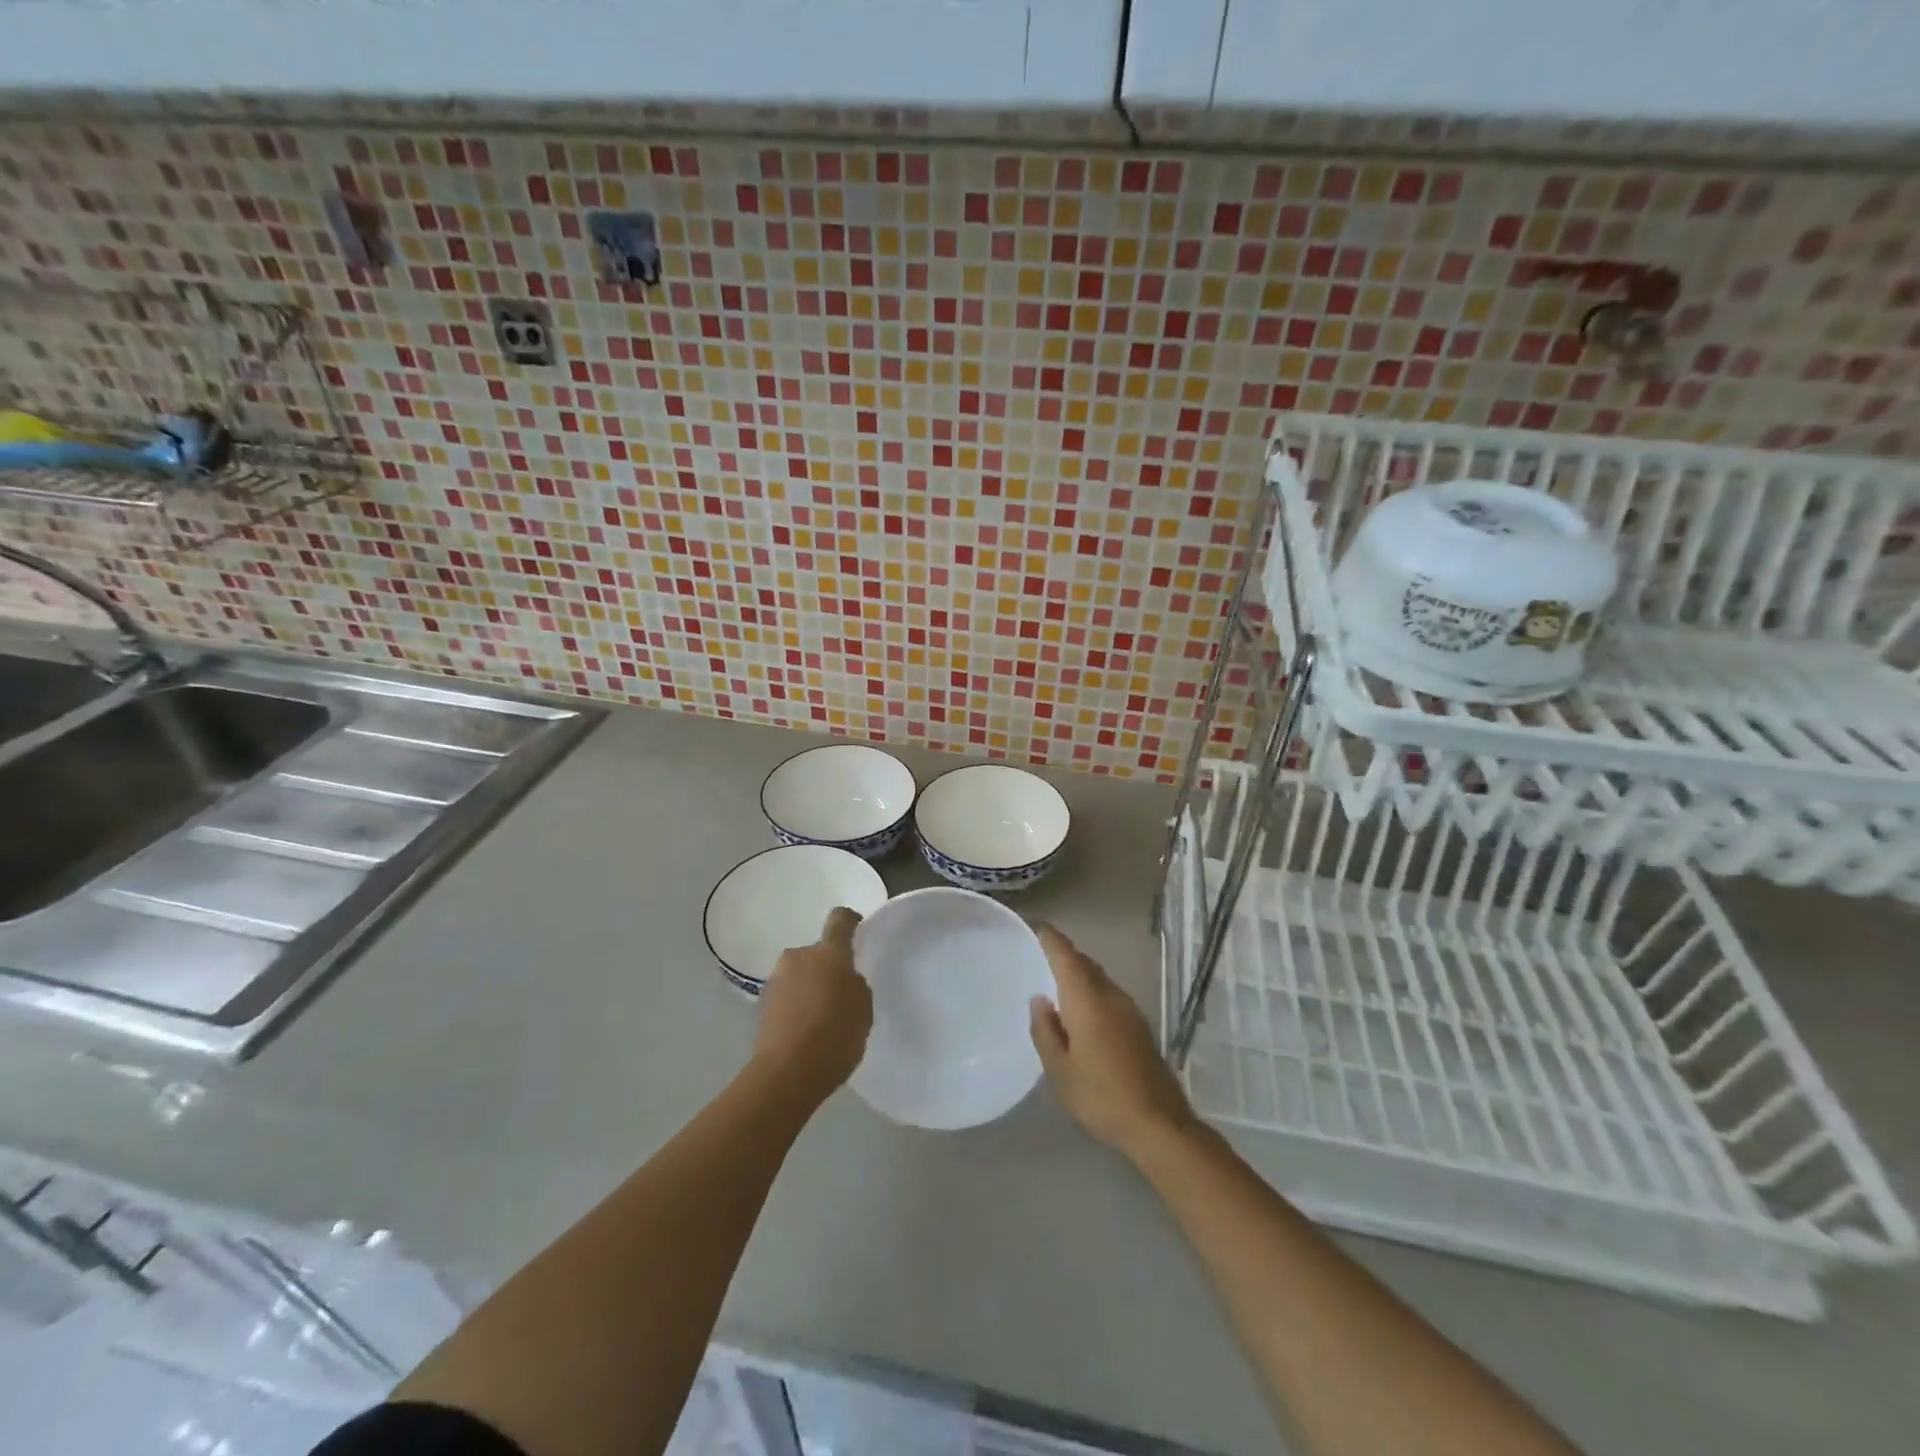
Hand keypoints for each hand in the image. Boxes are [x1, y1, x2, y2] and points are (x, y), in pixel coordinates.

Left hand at [753, 906, 873, 1105]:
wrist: (785, 1075)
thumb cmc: (835, 1036)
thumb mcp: (863, 1010)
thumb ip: (856, 986)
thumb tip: (844, 980)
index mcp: (829, 953)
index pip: (840, 919)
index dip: (850, 922)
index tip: (857, 934)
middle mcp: (799, 957)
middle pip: (817, 952)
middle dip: (827, 967)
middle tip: (840, 995)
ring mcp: (776, 980)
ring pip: (799, 974)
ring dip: (809, 987)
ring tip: (820, 1019)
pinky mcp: (760, 1005)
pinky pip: (785, 996)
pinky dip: (794, 1006)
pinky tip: (803, 1032)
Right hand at [1029, 924, 1196, 1160]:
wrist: (1159, 1124)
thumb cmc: (1101, 1096)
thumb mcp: (1060, 1070)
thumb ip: (1046, 1031)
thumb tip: (1040, 1000)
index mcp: (1088, 1001)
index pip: (1067, 958)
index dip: (1052, 939)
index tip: (1037, 926)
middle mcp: (1111, 996)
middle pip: (1086, 964)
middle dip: (1065, 954)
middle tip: (1042, 953)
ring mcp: (1130, 1011)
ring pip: (1100, 979)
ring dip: (1080, 974)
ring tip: (1057, 981)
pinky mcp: (1140, 1027)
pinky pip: (1109, 995)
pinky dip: (1092, 991)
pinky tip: (1082, 1010)